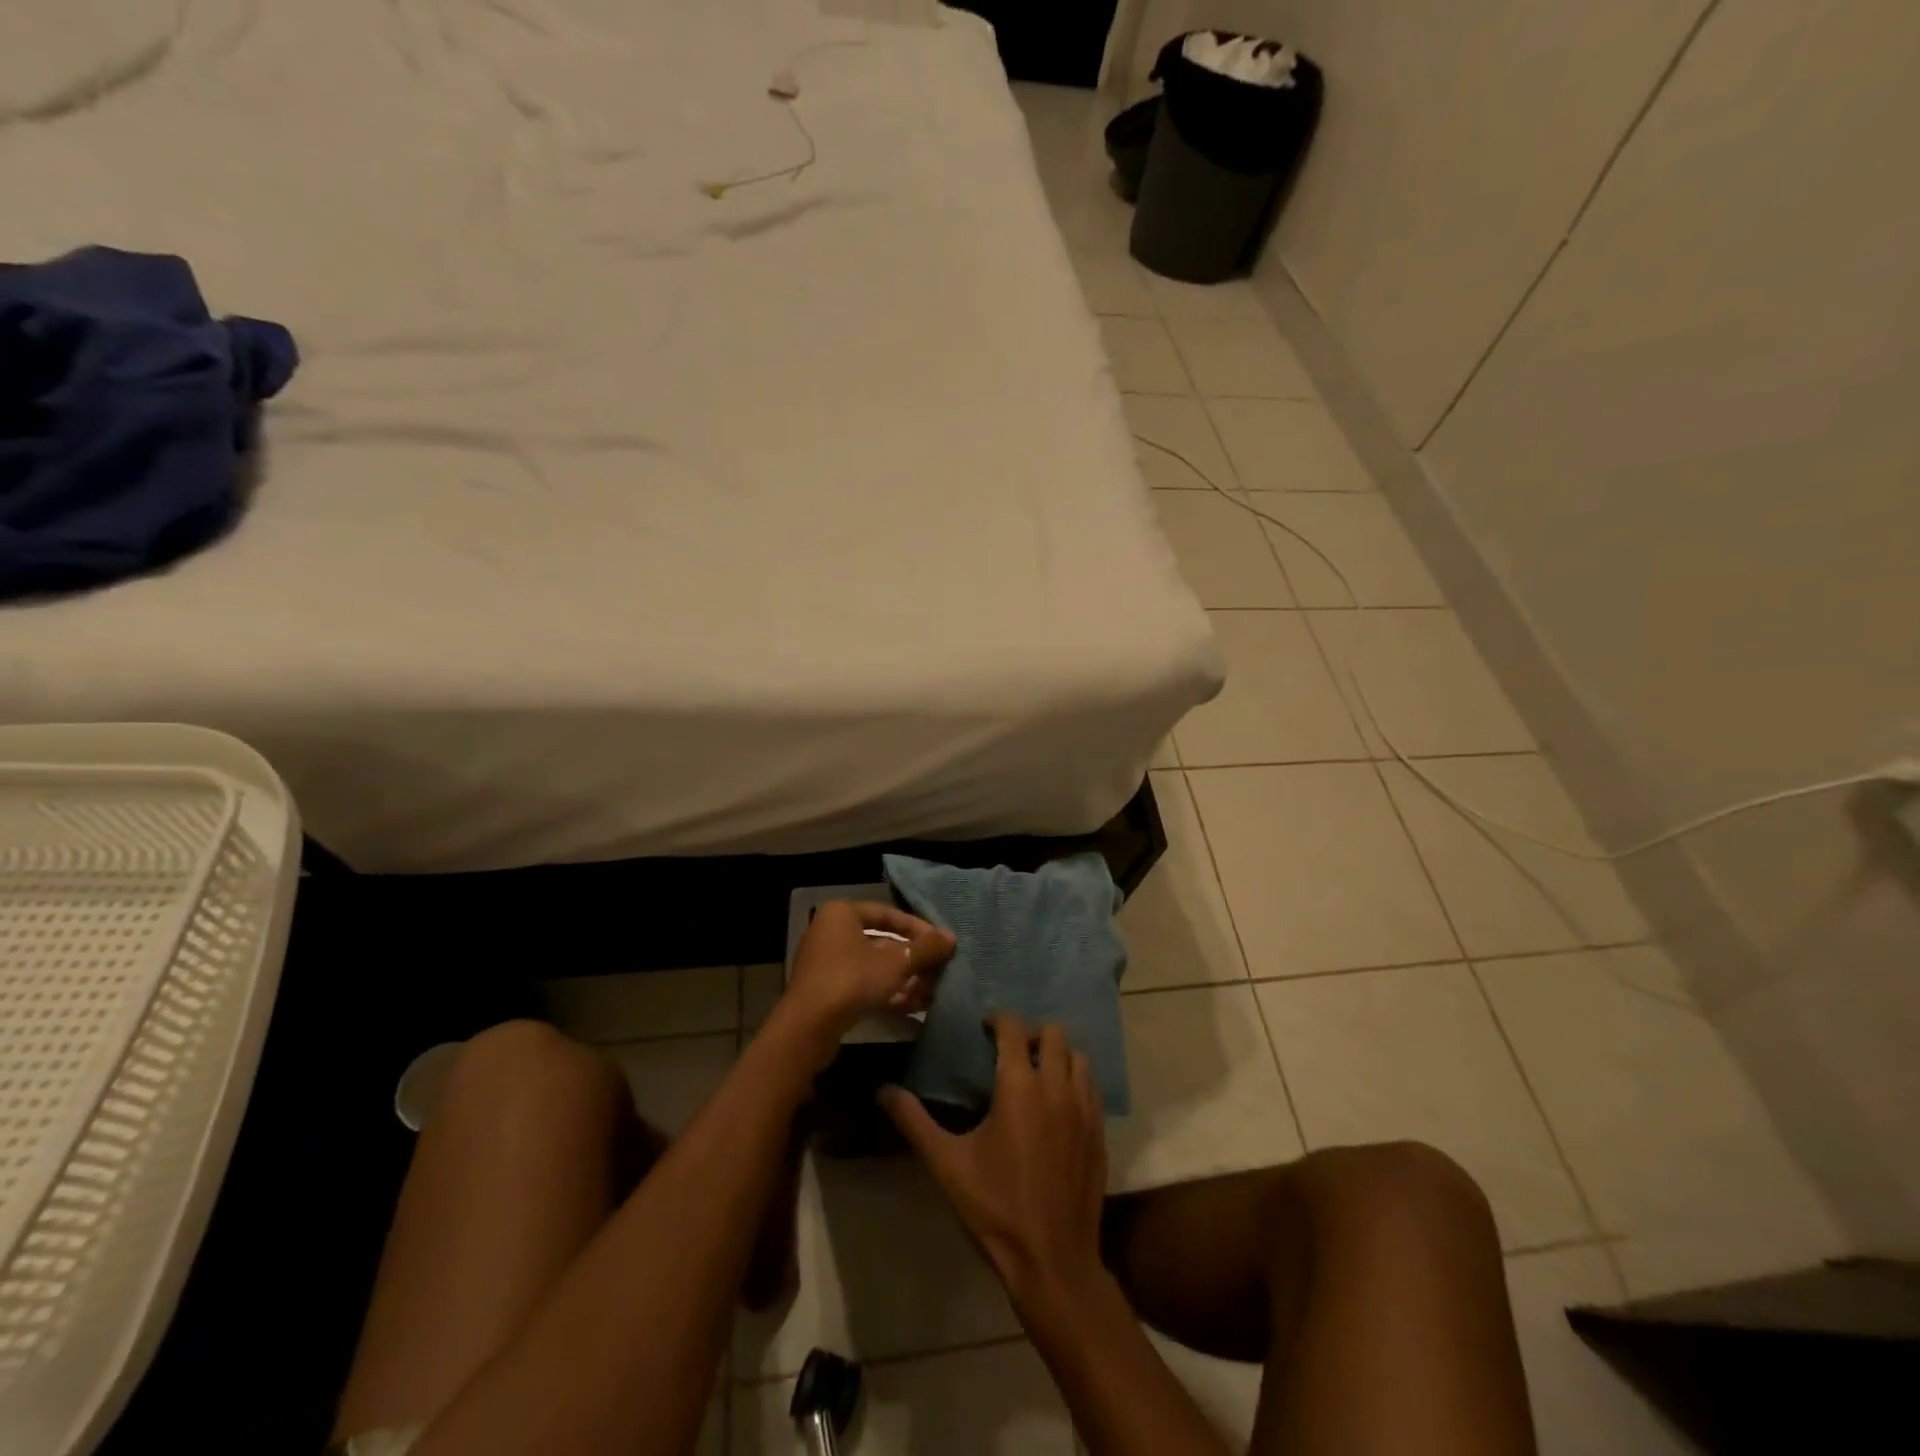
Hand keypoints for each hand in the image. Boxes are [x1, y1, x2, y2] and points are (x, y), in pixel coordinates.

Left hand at [780, 901, 954, 1058]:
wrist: (807, 1028)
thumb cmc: (852, 980)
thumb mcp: (896, 963)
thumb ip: (925, 949)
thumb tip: (950, 937)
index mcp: (842, 913)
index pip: (888, 914)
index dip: (918, 929)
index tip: (941, 944)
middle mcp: (831, 932)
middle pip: (882, 942)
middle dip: (912, 960)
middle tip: (938, 972)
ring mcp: (827, 963)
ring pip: (874, 966)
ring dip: (904, 980)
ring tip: (931, 994)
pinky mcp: (827, 991)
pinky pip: (863, 985)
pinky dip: (887, 993)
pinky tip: (914, 1008)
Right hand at [881, 1014, 1107, 1306]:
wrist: (1053, 1259)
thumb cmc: (995, 1207)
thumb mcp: (947, 1163)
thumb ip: (914, 1121)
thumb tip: (883, 1090)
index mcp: (1019, 1086)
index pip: (1014, 1029)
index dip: (998, 1019)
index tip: (984, 1026)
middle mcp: (1056, 1087)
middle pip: (1053, 1033)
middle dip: (1031, 1032)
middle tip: (1010, 1049)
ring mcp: (1084, 1108)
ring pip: (1078, 1057)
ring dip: (1057, 1054)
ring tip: (1036, 1071)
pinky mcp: (1099, 1131)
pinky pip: (1091, 1086)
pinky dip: (1075, 1079)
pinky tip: (1058, 1102)